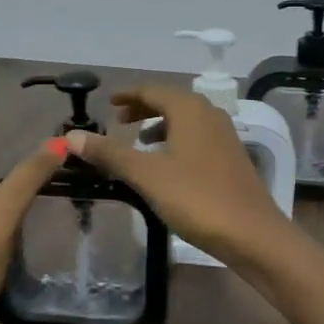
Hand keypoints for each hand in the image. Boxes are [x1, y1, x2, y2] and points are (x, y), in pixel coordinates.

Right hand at [64, 87, 293, 264]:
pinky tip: (167, 165)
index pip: (152, 90)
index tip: (109, 102)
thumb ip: (110, 153)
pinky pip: (197, 137)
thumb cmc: (197, 198)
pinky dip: (176, 141)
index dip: (128, 95)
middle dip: (143, 109)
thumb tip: (71, 137)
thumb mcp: (146, 175)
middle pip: (171, 101)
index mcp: (190, 109)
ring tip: (139, 142)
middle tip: (118, 121)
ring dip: (160, 125)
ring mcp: (224, 136)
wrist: (253, 234)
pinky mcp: (231, 158)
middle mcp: (210, 114)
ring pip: (186, 120)